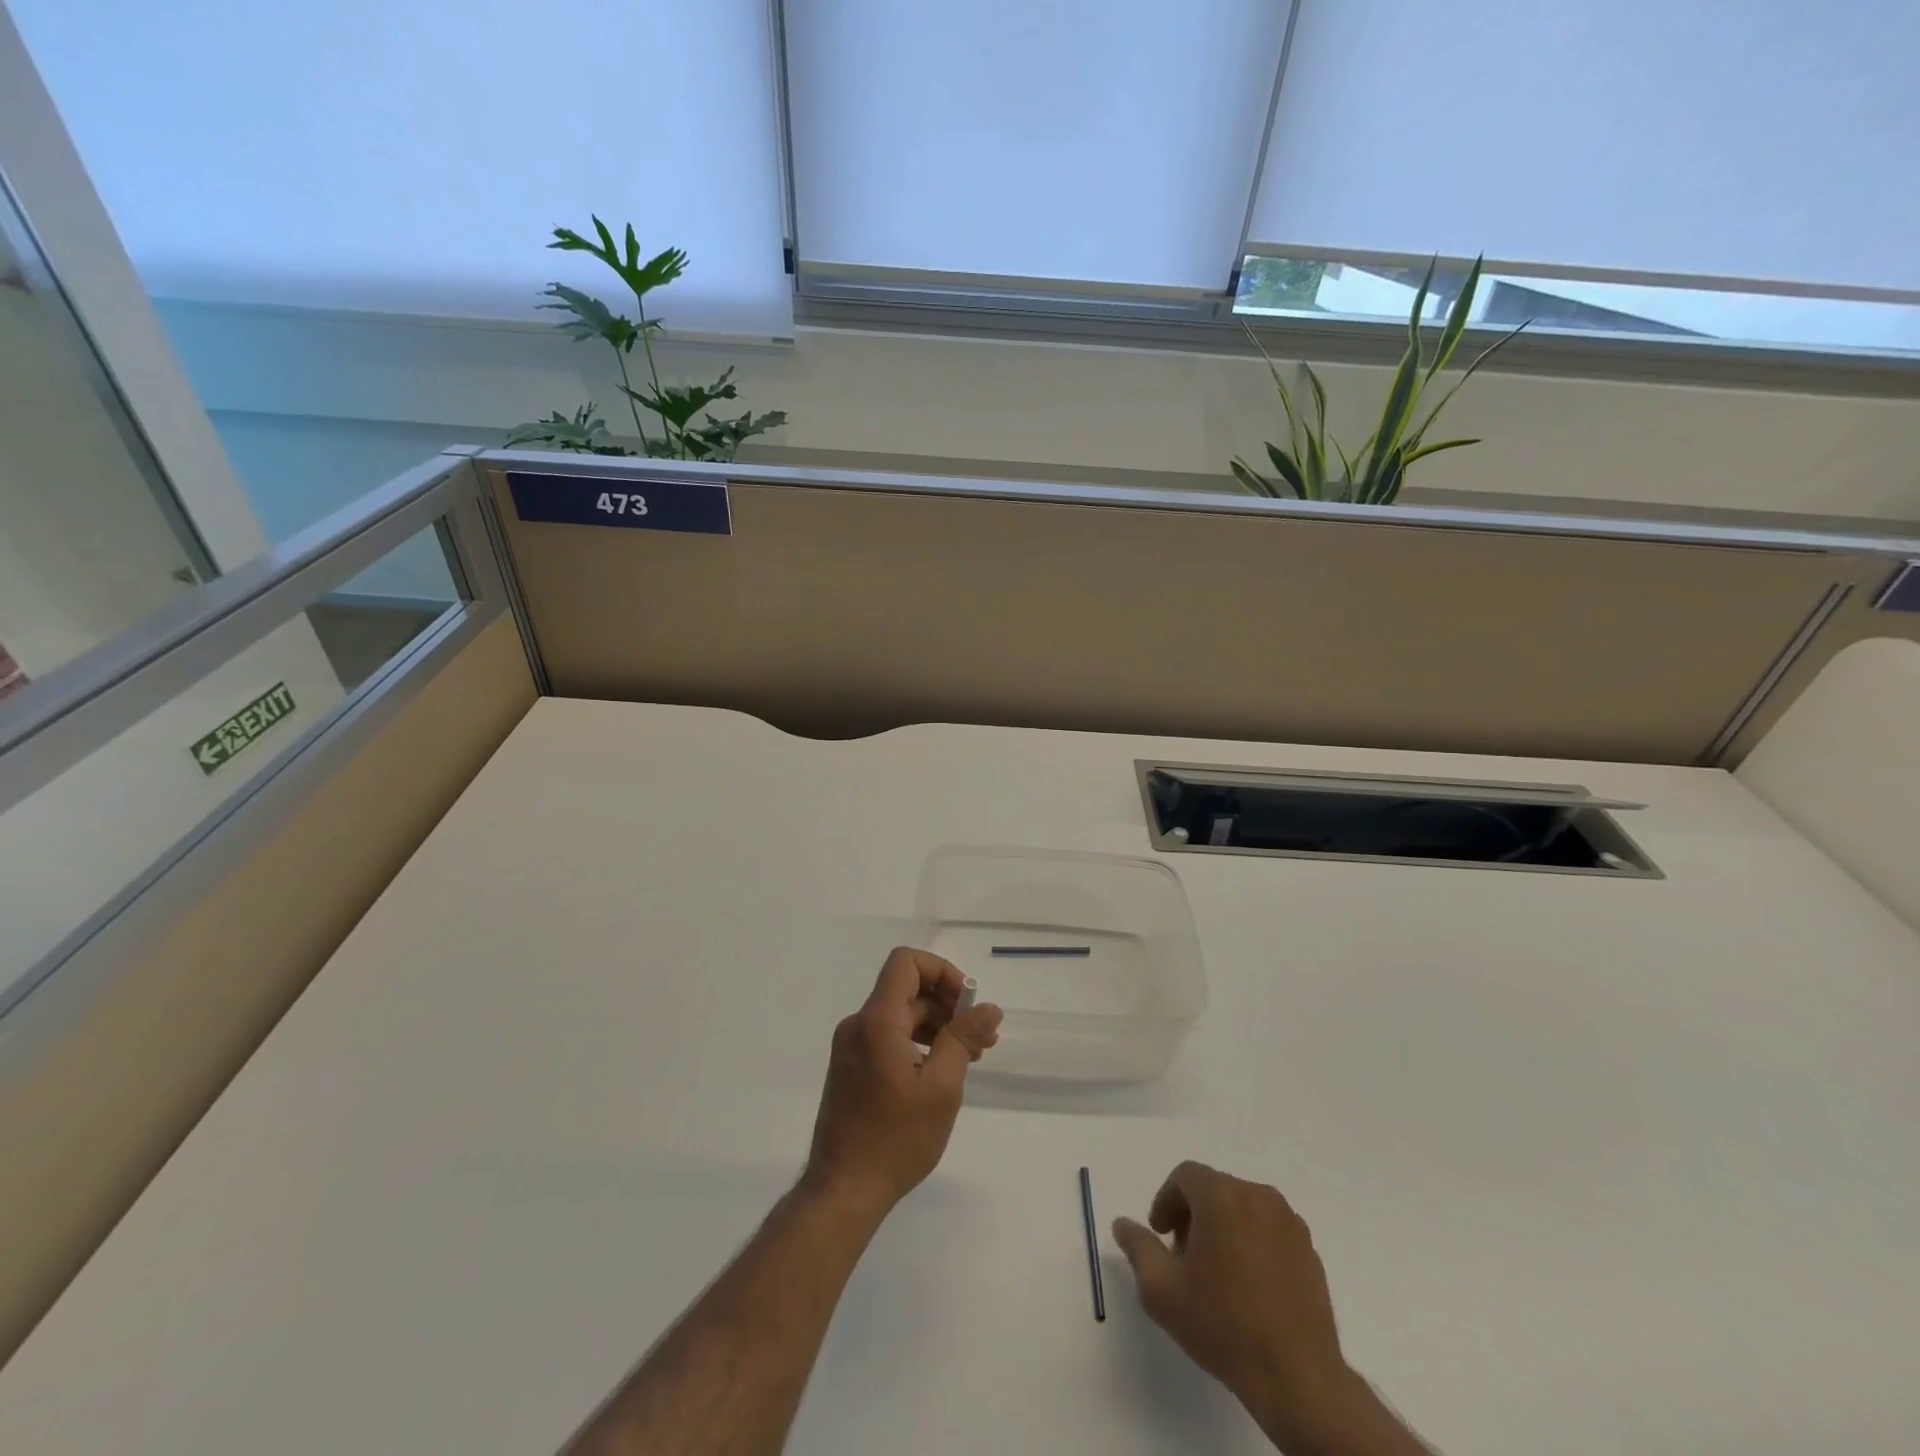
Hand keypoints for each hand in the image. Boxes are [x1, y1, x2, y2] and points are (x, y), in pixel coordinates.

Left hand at [802, 947, 1002, 1221]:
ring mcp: (851, 1046)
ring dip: (936, 1025)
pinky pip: (889, 1036)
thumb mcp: (941, 1088)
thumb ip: (964, 1039)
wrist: (842, 1192)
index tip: (967, 1004)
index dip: (942, 971)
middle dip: (948, 1004)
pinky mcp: (851, 1066)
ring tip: (970, 1056)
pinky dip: (917, 1042)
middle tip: (982, 1036)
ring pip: (900, 1014)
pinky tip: (940, 1070)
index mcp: (877, 1021)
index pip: (906, 963)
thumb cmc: (895, 1140)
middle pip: (906, 989)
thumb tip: (989, 1008)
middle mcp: (859, 1024)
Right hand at [1114, 1163, 1423, 1453]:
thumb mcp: (1163, 1291)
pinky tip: (1249, 1286)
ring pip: (1243, 1207)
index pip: (1185, 1175)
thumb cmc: (1224, 1326)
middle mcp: (1257, 1196)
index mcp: (1221, 1196)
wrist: (1298, 1378)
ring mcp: (1289, 1222)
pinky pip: (1270, 1229)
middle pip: (1214, 1188)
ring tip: (1217, 1273)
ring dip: (1224, 1226)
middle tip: (1184, 1256)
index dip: (1166, 1201)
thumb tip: (1122, 1223)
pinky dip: (1253, 1242)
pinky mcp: (1309, 1249)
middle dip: (1193, 1214)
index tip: (1161, 1235)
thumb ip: (1138, 1248)